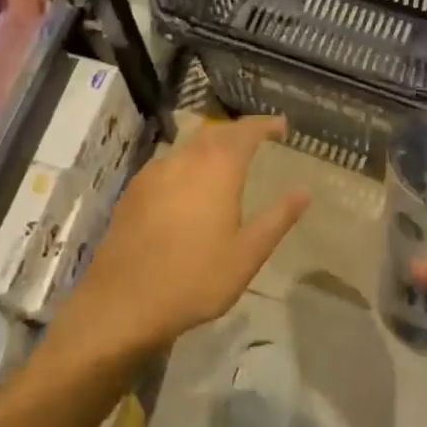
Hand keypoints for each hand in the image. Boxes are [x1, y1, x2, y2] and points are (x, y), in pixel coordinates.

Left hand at [53, 117, 306, 366]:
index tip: (282, 126)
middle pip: (216, 132)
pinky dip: (188, 162)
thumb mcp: (247, 255)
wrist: (122, 302)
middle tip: (257, 139)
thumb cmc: (194, 278)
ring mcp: (156, 171)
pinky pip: (169, 162)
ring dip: (212, 144)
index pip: (246, 132)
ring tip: (226, 159)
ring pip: (190, 145)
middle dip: (238, 131)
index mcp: (218, 168)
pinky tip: (188, 183)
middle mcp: (186, 159)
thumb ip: (277, 219)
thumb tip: (304, 191)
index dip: (265, 125)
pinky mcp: (135, 189)